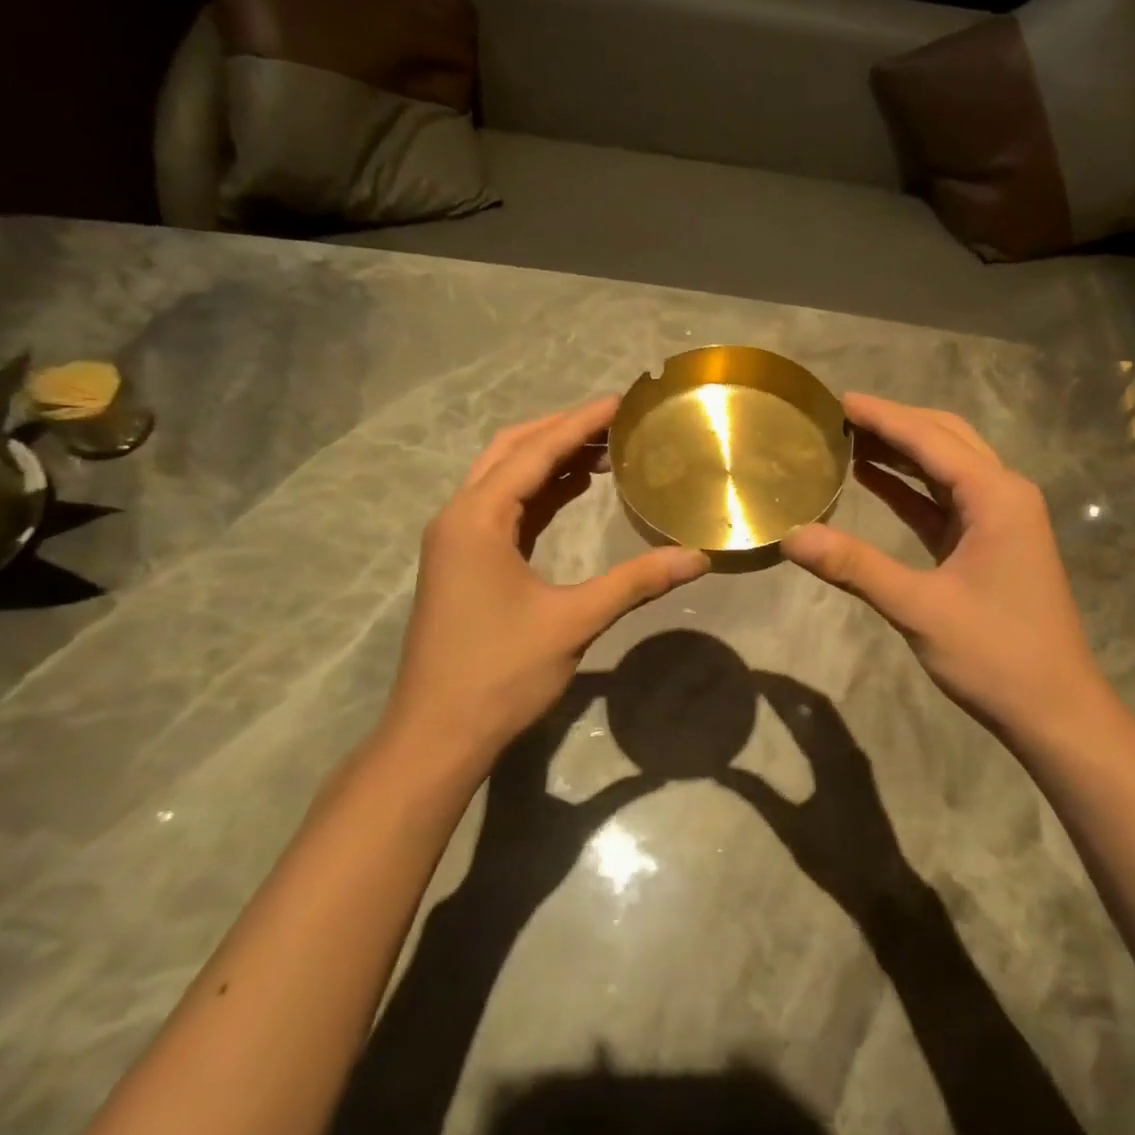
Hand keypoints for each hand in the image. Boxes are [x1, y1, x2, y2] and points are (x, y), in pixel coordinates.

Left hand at [384, 397, 708, 766]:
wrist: (436, 734)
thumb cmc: (499, 674)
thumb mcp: (573, 622)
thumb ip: (635, 582)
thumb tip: (697, 557)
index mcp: (478, 518)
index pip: (536, 451)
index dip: (581, 422)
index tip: (622, 400)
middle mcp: (460, 516)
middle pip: (512, 451)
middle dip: (563, 431)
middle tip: (616, 422)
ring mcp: (457, 540)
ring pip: (504, 477)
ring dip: (550, 460)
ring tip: (605, 450)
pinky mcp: (464, 562)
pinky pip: (504, 508)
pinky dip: (539, 492)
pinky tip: (574, 491)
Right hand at [719, 673, 924, 916]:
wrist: (881, 885)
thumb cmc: (834, 858)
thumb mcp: (790, 826)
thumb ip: (756, 794)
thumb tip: (719, 770)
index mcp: (831, 758)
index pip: (803, 708)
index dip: (777, 688)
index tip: (750, 676)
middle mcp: (847, 749)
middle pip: (817, 703)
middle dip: (787, 686)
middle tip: (755, 679)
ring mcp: (856, 758)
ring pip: (827, 714)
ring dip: (800, 699)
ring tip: (769, 692)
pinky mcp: (858, 769)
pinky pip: (832, 728)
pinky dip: (810, 715)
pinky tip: (794, 721)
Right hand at [781, 393, 1105, 741]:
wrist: (1054, 710)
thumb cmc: (995, 655)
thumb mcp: (919, 608)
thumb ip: (855, 567)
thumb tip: (792, 537)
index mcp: (996, 496)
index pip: (930, 439)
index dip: (882, 417)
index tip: (837, 400)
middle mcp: (1003, 494)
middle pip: (944, 440)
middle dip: (894, 423)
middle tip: (839, 416)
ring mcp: (998, 519)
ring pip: (945, 467)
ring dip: (901, 451)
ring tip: (847, 438)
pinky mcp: (987, 543)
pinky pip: (943, 500)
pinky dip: (908, 487)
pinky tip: (871, 479)